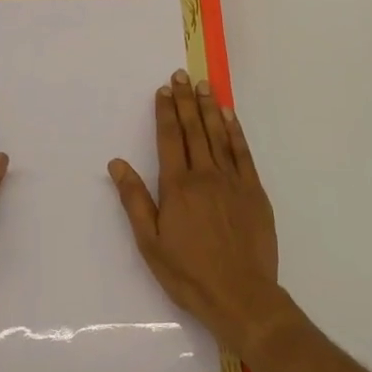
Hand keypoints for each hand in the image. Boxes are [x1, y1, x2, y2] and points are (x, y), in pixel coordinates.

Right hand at [108, 70, 286, 355]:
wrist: (241, 296)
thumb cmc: (189, 274)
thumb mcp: (150, 243)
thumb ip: (134, 200)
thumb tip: (117, 163)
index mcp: (177, 187)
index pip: (170, 139)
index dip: (166, 112)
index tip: (163, 90)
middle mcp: (205, 175)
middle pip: (194, 129)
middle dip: (185, 100)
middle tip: (181, 75)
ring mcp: (233, 181)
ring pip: (218, 135)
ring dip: (209, 108)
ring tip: (203, 85)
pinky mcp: (254, 191)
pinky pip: (243, 153)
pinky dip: (235, 131)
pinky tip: (229, 116)